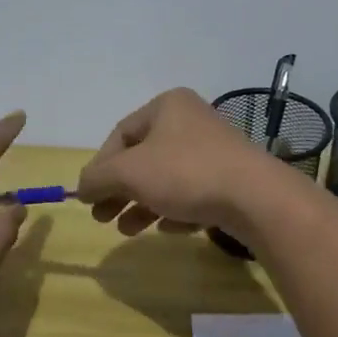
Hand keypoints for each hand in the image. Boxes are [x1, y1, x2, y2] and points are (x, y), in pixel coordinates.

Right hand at [75, 88, 280, 236]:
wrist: (256, 197)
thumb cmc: (186, 173)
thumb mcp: (129, 173)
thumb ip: (97, 178)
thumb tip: (81, 187)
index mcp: (167, 106)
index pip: (120, 134)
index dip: (100, 167)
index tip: (89, 198)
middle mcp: (191, 120)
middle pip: (143, 158)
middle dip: (120, 190)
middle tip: (103, 218)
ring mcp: (214, 150)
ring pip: (166, 178)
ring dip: (143, 204)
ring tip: (129, 229)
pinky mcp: (231, 178)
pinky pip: (193, 193)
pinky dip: (175, 209)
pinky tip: (169, 229)